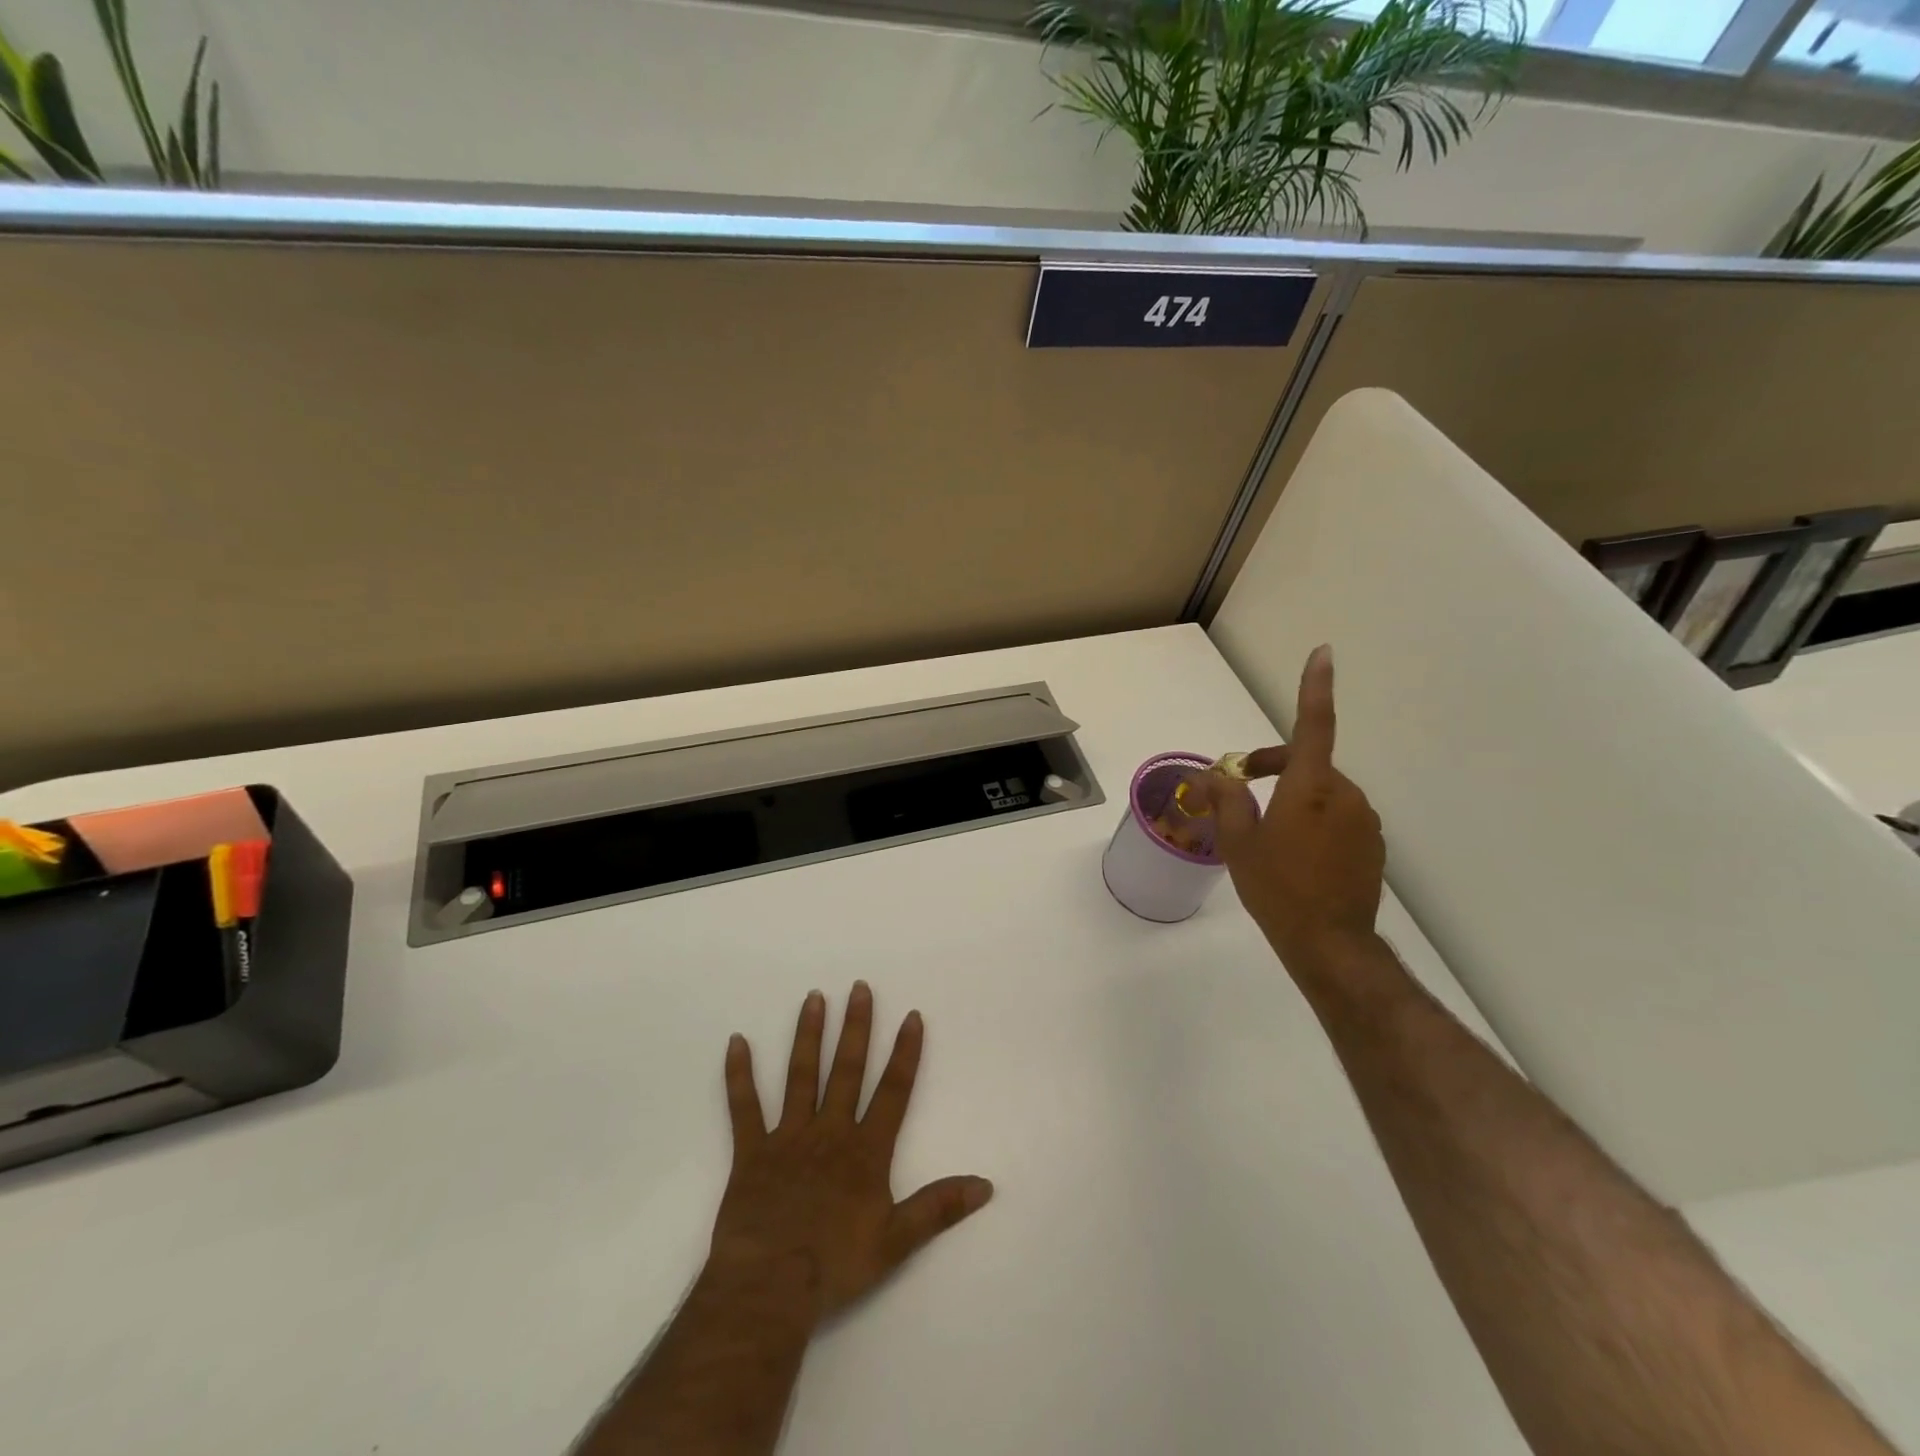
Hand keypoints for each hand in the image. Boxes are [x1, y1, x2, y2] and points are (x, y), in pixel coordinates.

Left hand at [710, 982, 993, 1324]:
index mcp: (865, 1150)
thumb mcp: (897, 1242)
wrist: (769, 1287)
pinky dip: (739, 1074)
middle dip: (855, 1027)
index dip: (904, 1053)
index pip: (892, 1091)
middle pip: (846, 1070)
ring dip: (807, 1035)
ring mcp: (788, 1136)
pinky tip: (736, 1042)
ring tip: (813, 998)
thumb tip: (986, 1186)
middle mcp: (829, 1131)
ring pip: (800, 1075)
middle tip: (859, 987)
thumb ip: (939, 1208)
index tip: (911, 1016)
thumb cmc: (835, 1264)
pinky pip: (744, 1107)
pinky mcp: (751, 1151)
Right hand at [1187, 645, 1384, 961]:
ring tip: (1264, 832)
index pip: (1313, 726)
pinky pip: (1337, 816)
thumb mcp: (1238, 844)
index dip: (1316, 688)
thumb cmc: (1277, 889)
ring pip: (1321, 791)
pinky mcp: (1372, 844)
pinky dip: (1313, 820)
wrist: (1330, 945)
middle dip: (1272, 768)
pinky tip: (1295, 853)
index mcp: (1310, 789)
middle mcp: (1344, 795)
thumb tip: (1216, 774)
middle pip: (1307, 763)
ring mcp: (1364, 821)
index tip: (1324, 653)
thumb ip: (1227, 800)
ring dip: (1293, 797)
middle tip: (1237, 791)